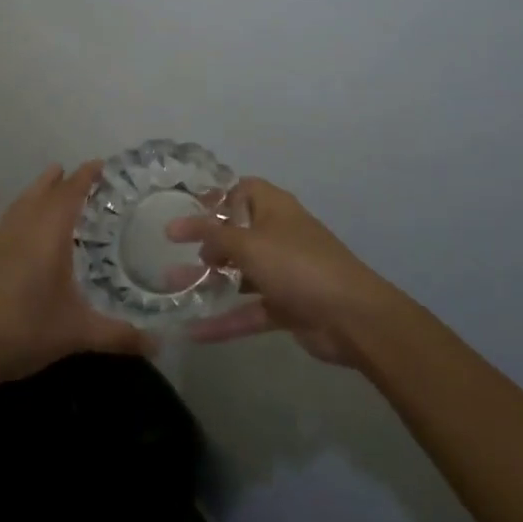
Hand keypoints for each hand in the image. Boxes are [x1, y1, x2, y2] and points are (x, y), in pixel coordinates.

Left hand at [0, 162, 149, 384]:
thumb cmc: (28, 331)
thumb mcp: (79, 334)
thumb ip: (120, 336)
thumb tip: (160, 345)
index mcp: (51, 237)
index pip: (71, 196)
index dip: (84, 178)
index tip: (98, 165)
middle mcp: (24, 228)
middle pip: (46, 195)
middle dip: (63, 181)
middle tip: (78, 172)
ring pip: (20, 203)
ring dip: (36, 188)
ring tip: (49, 174)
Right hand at [166, 178, 398, 367]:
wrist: (351, 316)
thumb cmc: (297, 265)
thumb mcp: (249, 243)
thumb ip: (214, 234)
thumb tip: (184, 227)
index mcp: (274, 209)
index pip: (241, 190)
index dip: (214, 197)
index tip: (185, 208)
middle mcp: (277, 235)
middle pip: (236, 233)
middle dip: (204, 242)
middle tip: (172, 250)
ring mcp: (282, 272)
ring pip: (238, 273)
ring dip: (207, 280)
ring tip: (171, 287)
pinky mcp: (285, 306)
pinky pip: (248, 309)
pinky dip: (224, 320)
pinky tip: (192, 331)